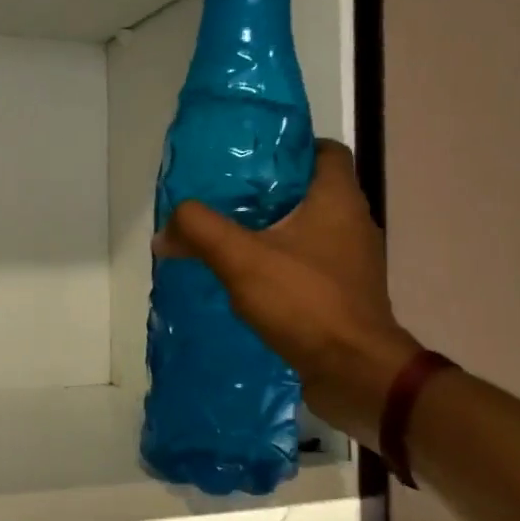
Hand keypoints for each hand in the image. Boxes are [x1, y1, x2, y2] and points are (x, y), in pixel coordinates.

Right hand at [155, 140, 419, 446]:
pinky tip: (249, 279)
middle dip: (268, 192)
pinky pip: (310, 264)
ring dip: (273, 230)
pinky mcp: (345, 294)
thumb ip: (199, 231)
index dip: (288, 147)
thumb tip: (165, 230)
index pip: (323, 151)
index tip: (249, 159)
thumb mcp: (241, 259)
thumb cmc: (305, 301)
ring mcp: (353, 262)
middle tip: (223, 198)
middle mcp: (353, 223)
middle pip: (310, 190)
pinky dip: (282, 263)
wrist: (355, 373)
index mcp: (338, 199)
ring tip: (229, 237)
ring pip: (309, 229)